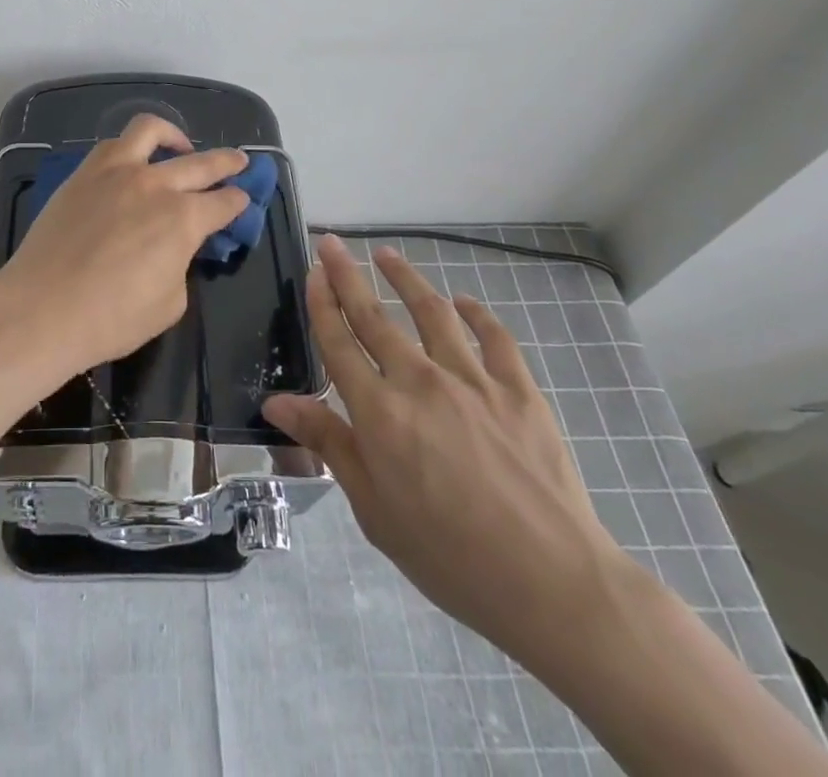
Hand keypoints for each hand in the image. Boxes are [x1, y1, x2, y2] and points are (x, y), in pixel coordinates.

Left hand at [0, 114, 250, 374]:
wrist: (43, 308)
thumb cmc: (112, 318)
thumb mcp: (170, 302)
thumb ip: (179, 264)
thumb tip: (173, 248)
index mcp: (184, 219)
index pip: (224, 203)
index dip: (238, 202)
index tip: (242, 200)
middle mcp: (155, 184)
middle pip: (201, 163)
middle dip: (226, 161)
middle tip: (239, 161)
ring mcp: (116, 172)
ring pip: (151, 131)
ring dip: (174, 135)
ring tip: (181, 146)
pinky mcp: (84, 173)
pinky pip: (112, 145)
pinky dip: (130, 147)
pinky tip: (132, 161)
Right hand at [263, 236, 628, 667]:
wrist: (552, 584)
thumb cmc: (450, 557)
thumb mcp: (374, 509)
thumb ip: (329, 443)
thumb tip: (275, 401)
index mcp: (379, 412)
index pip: (338, 342)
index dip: (321, 302)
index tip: (312, 271)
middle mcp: (419, 381)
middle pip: (374, 315)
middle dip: (347, 274)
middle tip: (331, 243)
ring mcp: (472, 379)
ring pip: (431, 311)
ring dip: (405, 277)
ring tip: (387, 254)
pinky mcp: (518, 389)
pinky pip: (494, 337)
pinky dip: (476, 313)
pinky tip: (464, 302)